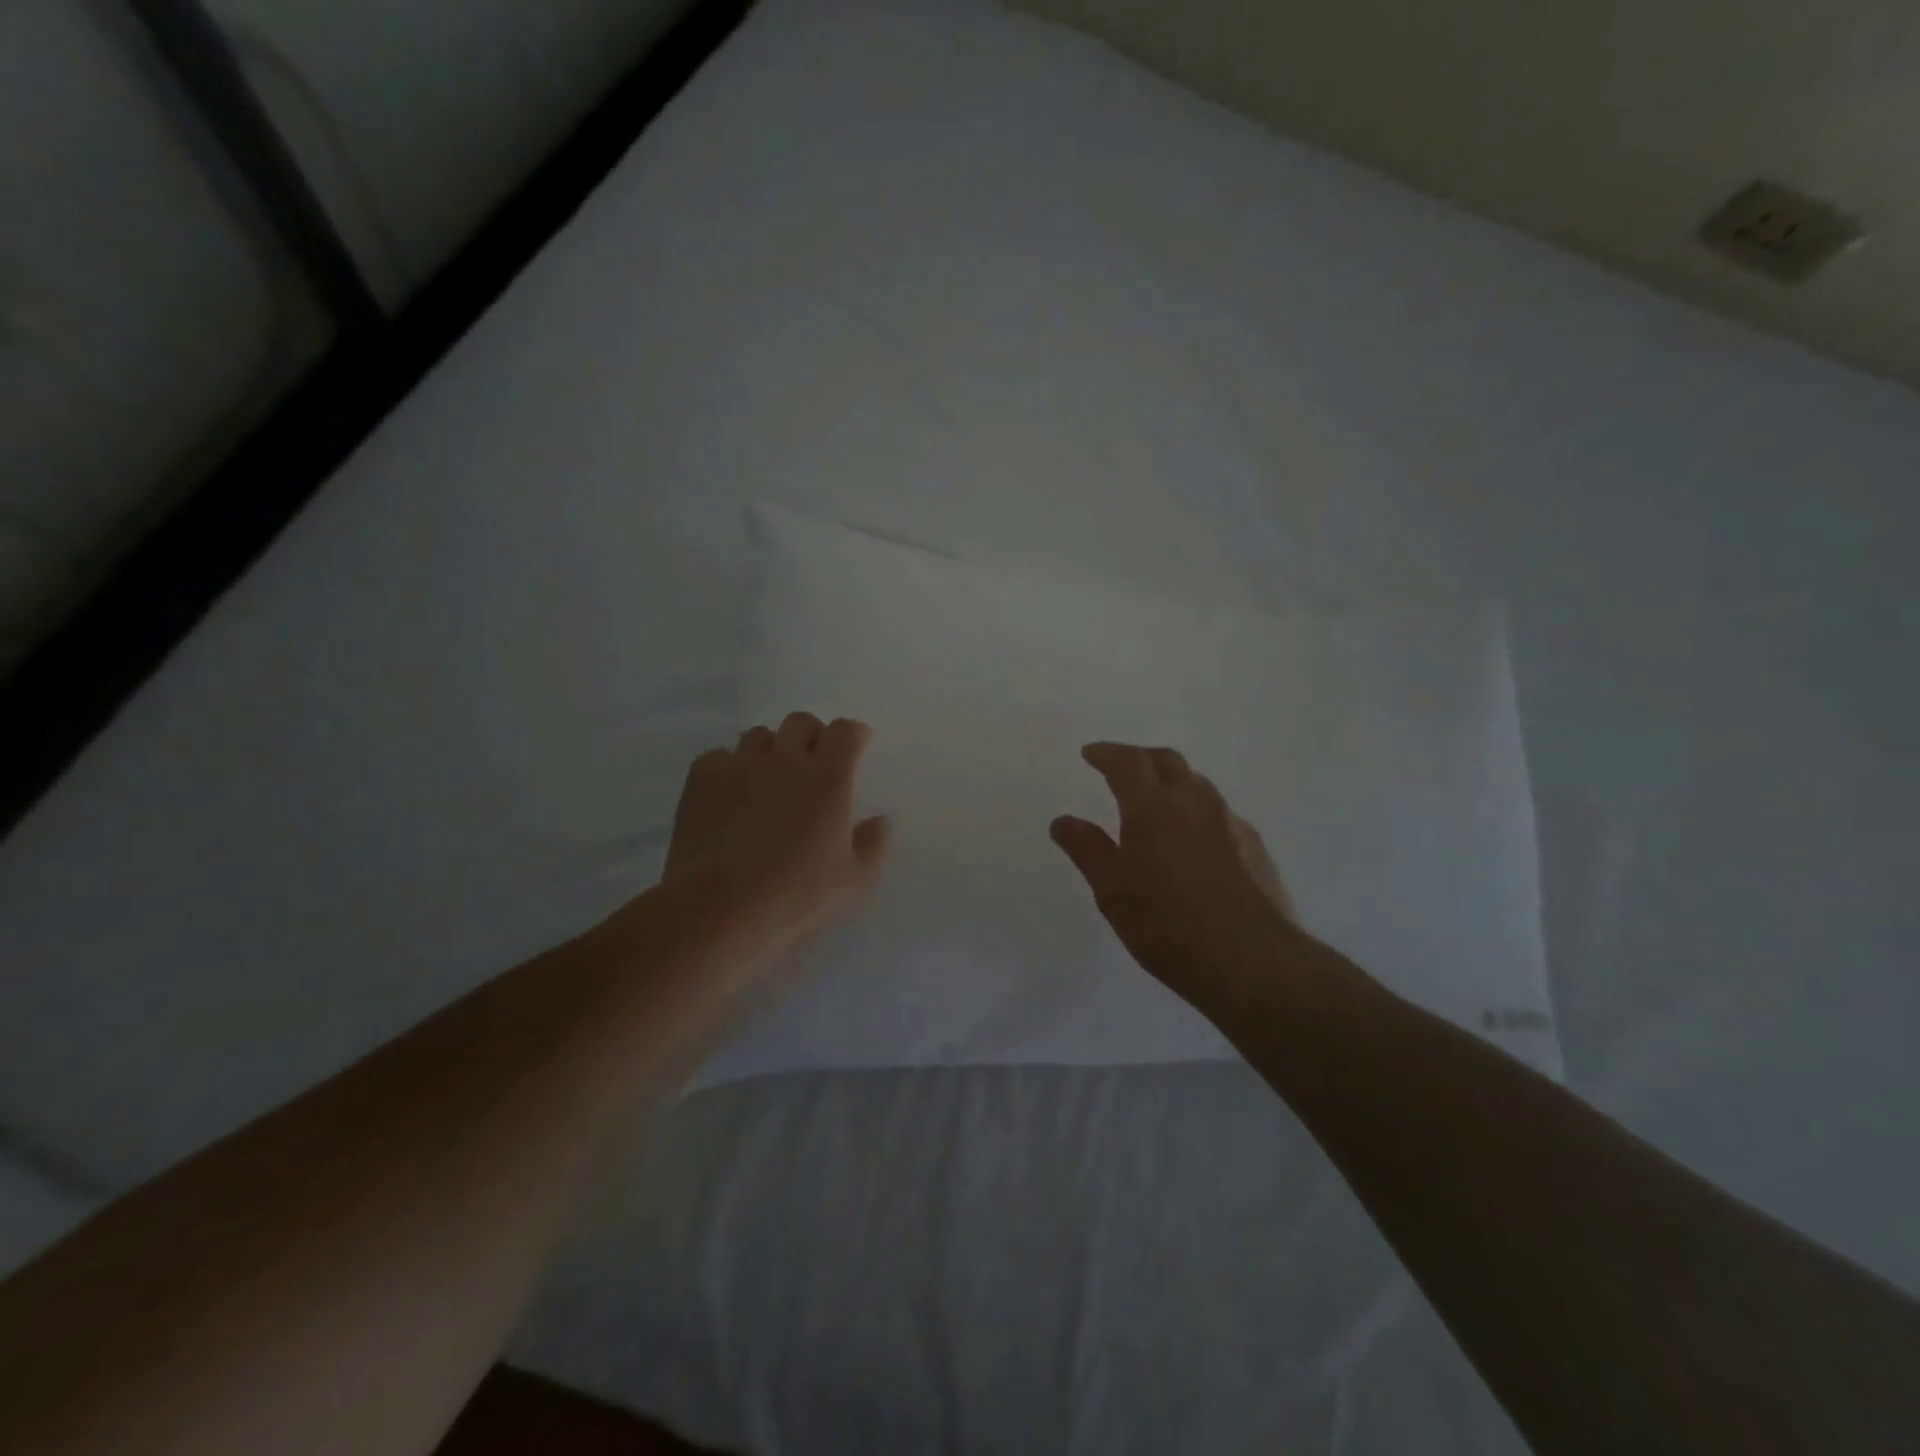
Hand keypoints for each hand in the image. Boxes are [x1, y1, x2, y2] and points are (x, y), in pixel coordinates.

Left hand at [661, 712, 890, 951]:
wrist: (720, 910)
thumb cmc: (796, 897)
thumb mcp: (854, 881)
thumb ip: (874, 845)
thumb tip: (879, 821)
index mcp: (828, 778)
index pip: (845, 731)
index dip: (853, 735)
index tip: (856, 747)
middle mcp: (785, 760)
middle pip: (801, 722)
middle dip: (812, 736)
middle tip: (813, 764)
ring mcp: (740, 765)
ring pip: (759, 735)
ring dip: (771, 750)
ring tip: (769, 780)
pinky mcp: (702, 779)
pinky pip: (719, 755)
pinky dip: (730, 767)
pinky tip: (731, 795)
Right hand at [1050, 742, 1300, 1002]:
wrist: (1250, 960)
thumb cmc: (1166, 924)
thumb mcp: (1112, 891)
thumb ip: (1087, 850)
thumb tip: (1063, 820)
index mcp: (1154, 807)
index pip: (1128, 762)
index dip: (1107, 753)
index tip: (1090, 754)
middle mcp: (1194, 803)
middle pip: (1167, 761)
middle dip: (1140, 758)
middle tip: (1119, 769)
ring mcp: (1230, 823)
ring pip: (1197, 784)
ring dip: (1171, 781)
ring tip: (1155, 801)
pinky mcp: (1254, 847)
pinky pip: (1219, 813)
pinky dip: (1196, 811)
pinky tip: (1193, 840)